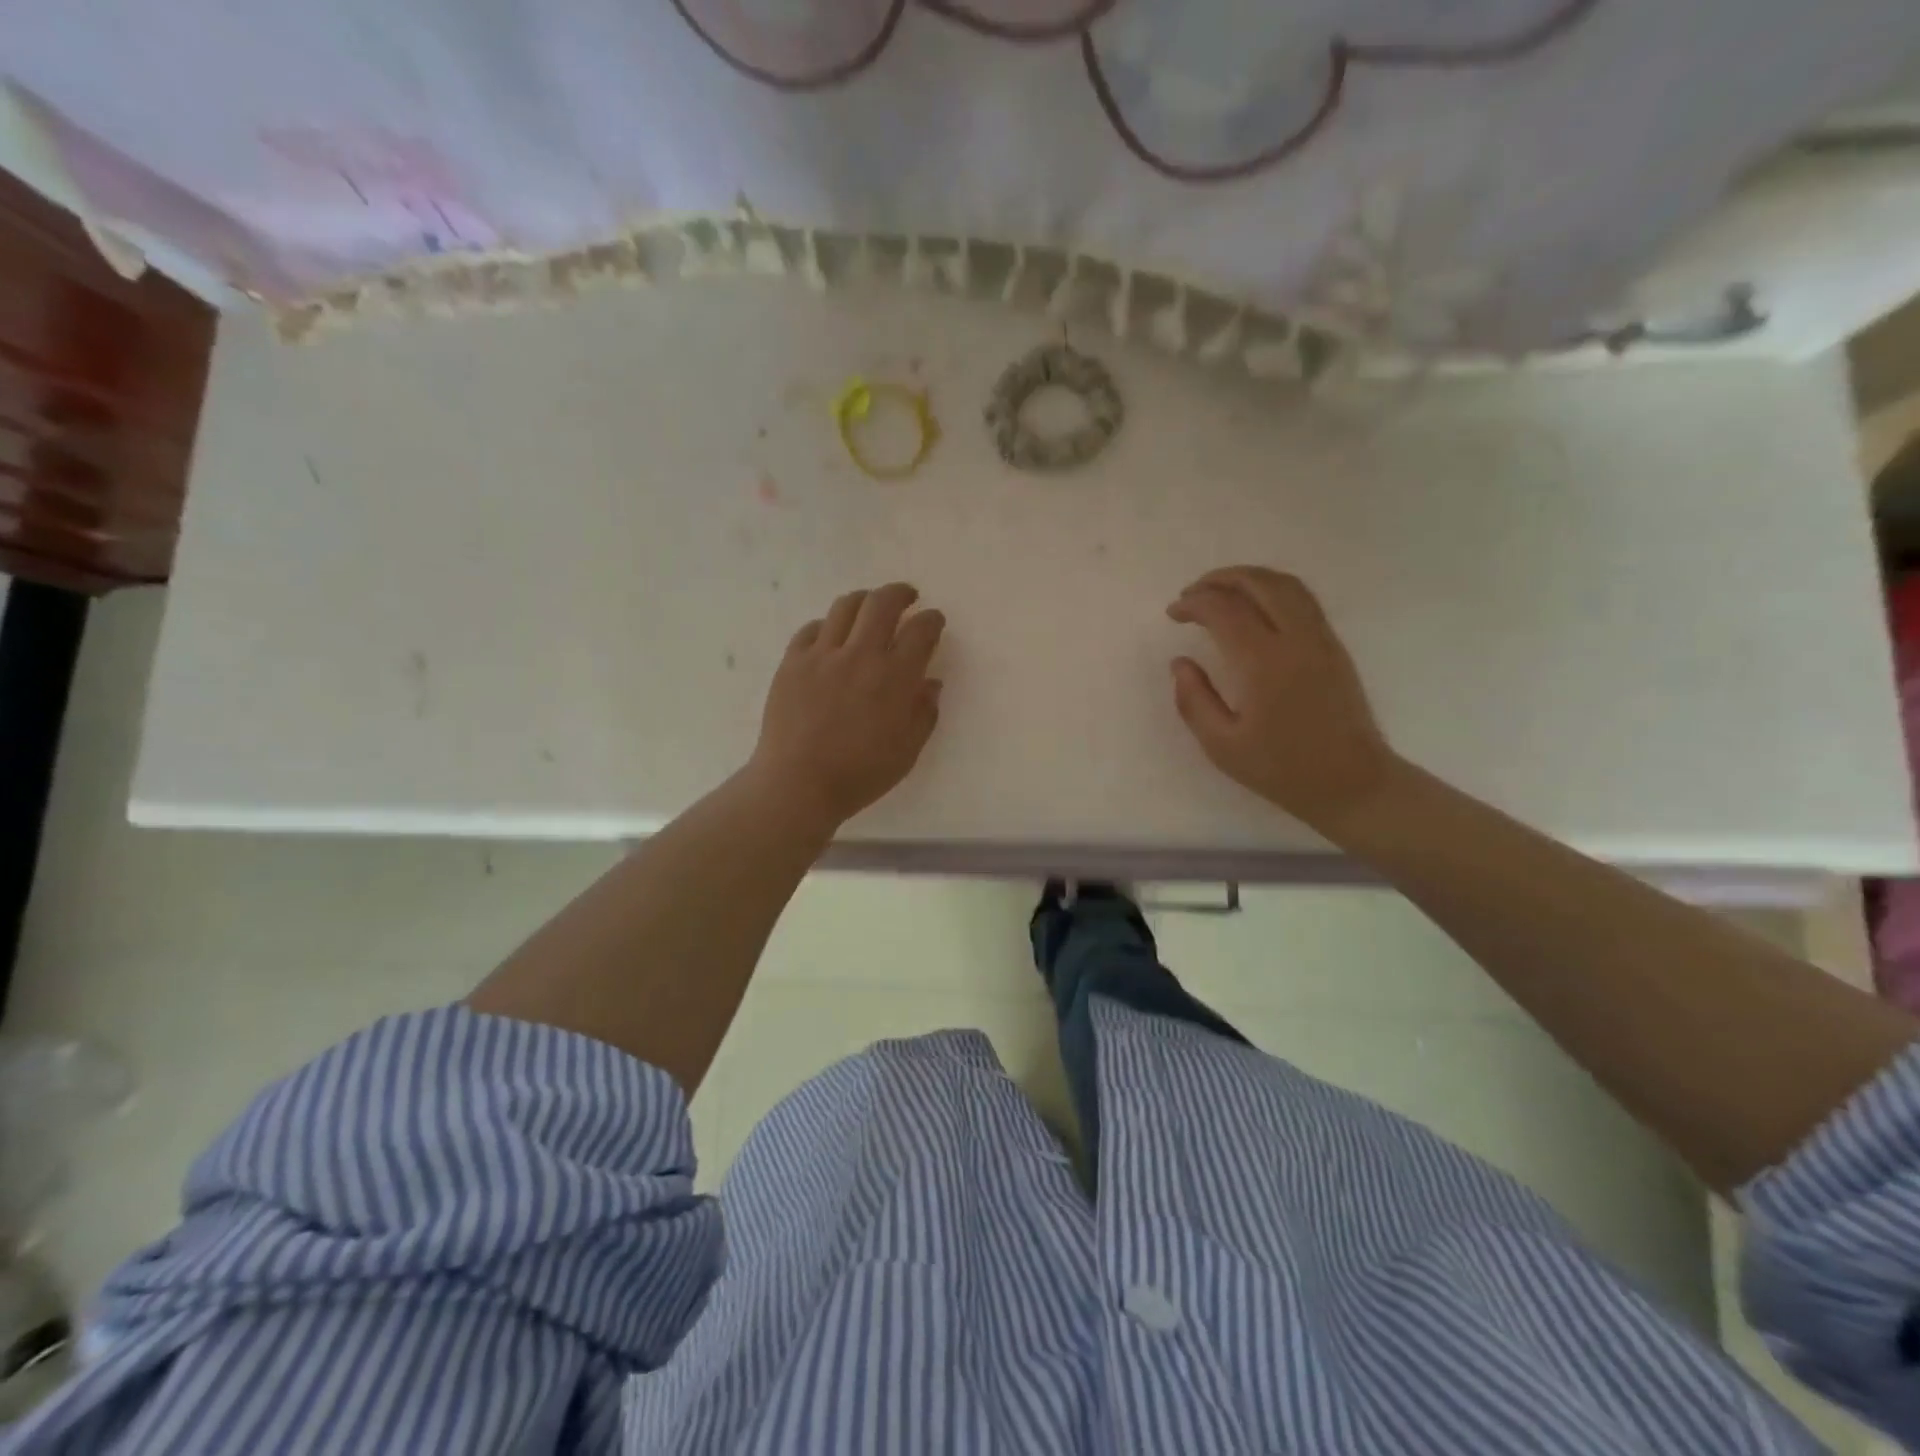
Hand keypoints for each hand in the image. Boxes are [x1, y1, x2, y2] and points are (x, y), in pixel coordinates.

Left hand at [748, 582, 945, 828]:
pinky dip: (828, 625)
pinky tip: (832, 635)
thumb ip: (924, 713)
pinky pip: (812, 628)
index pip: (921, 631)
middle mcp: (860, 655)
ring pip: (845, 606)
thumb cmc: (860, 774)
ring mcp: (822, 654)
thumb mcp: (907, 751)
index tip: (934, 621)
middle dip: (900, 593)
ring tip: (870, 607)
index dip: (932, 620)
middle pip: (883, 603)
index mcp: (895, 677)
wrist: (798, 783)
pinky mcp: (792, 662)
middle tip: (907, 597)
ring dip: (864, 600)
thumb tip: (930, 683)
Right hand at [1168, 566, 1396, 833]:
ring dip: (1249, 578)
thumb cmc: (1282, 770)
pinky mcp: (1334, 647)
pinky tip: (1254, 607)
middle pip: (1259, 583)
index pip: (1224, 611)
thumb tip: (1180, 663)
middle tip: (1192, 592)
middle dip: (1221, 578)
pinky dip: (1272, 589)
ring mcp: (1321, 640)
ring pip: (1287, 585)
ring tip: (1220, 590)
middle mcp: (1297, 640)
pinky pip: (1303, 600)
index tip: (1173, 613)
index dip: (1194, 603)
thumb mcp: (1222, 746)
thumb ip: (1194, 700)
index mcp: (1264, 664)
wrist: (1353, 784)